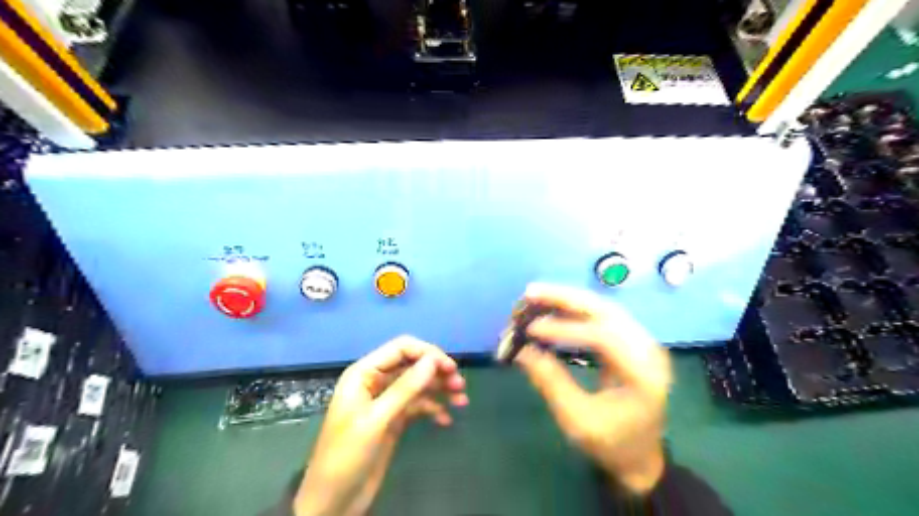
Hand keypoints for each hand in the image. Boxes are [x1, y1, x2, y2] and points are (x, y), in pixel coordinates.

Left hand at [294, 334, 467, 515]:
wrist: (333, 501)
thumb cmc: (346, 455)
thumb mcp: (376, 420)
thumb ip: (405, 388)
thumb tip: (433, 360)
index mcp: (364, 373)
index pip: (400, 348)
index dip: (427, 353)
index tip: (450, 367)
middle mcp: (376, 382)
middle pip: (412, 365)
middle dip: (437, 372)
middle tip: (460, 384)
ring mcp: (386, 401)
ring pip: (418, 385)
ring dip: (440, 389)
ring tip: (462, 400)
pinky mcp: (394, 420)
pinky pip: (418, 406)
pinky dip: (433, 409)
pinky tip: (446, 420)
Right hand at [514, 284, 672, 493]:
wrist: (640, 456)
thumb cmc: (611, 444)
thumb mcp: (577, 421)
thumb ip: (551, 382)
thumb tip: (520, 350)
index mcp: (643, 375)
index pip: (605, 338)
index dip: (565, 328)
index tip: (531, 329)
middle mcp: (648, 351)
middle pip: (607, 311)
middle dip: (566, 298)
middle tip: (530, 293)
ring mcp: (643, 343)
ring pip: (604, 308)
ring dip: (569, 300)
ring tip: (536, 296)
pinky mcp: (632, 342)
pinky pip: (603, 317)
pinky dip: (575, 311)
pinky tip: (554, 309)